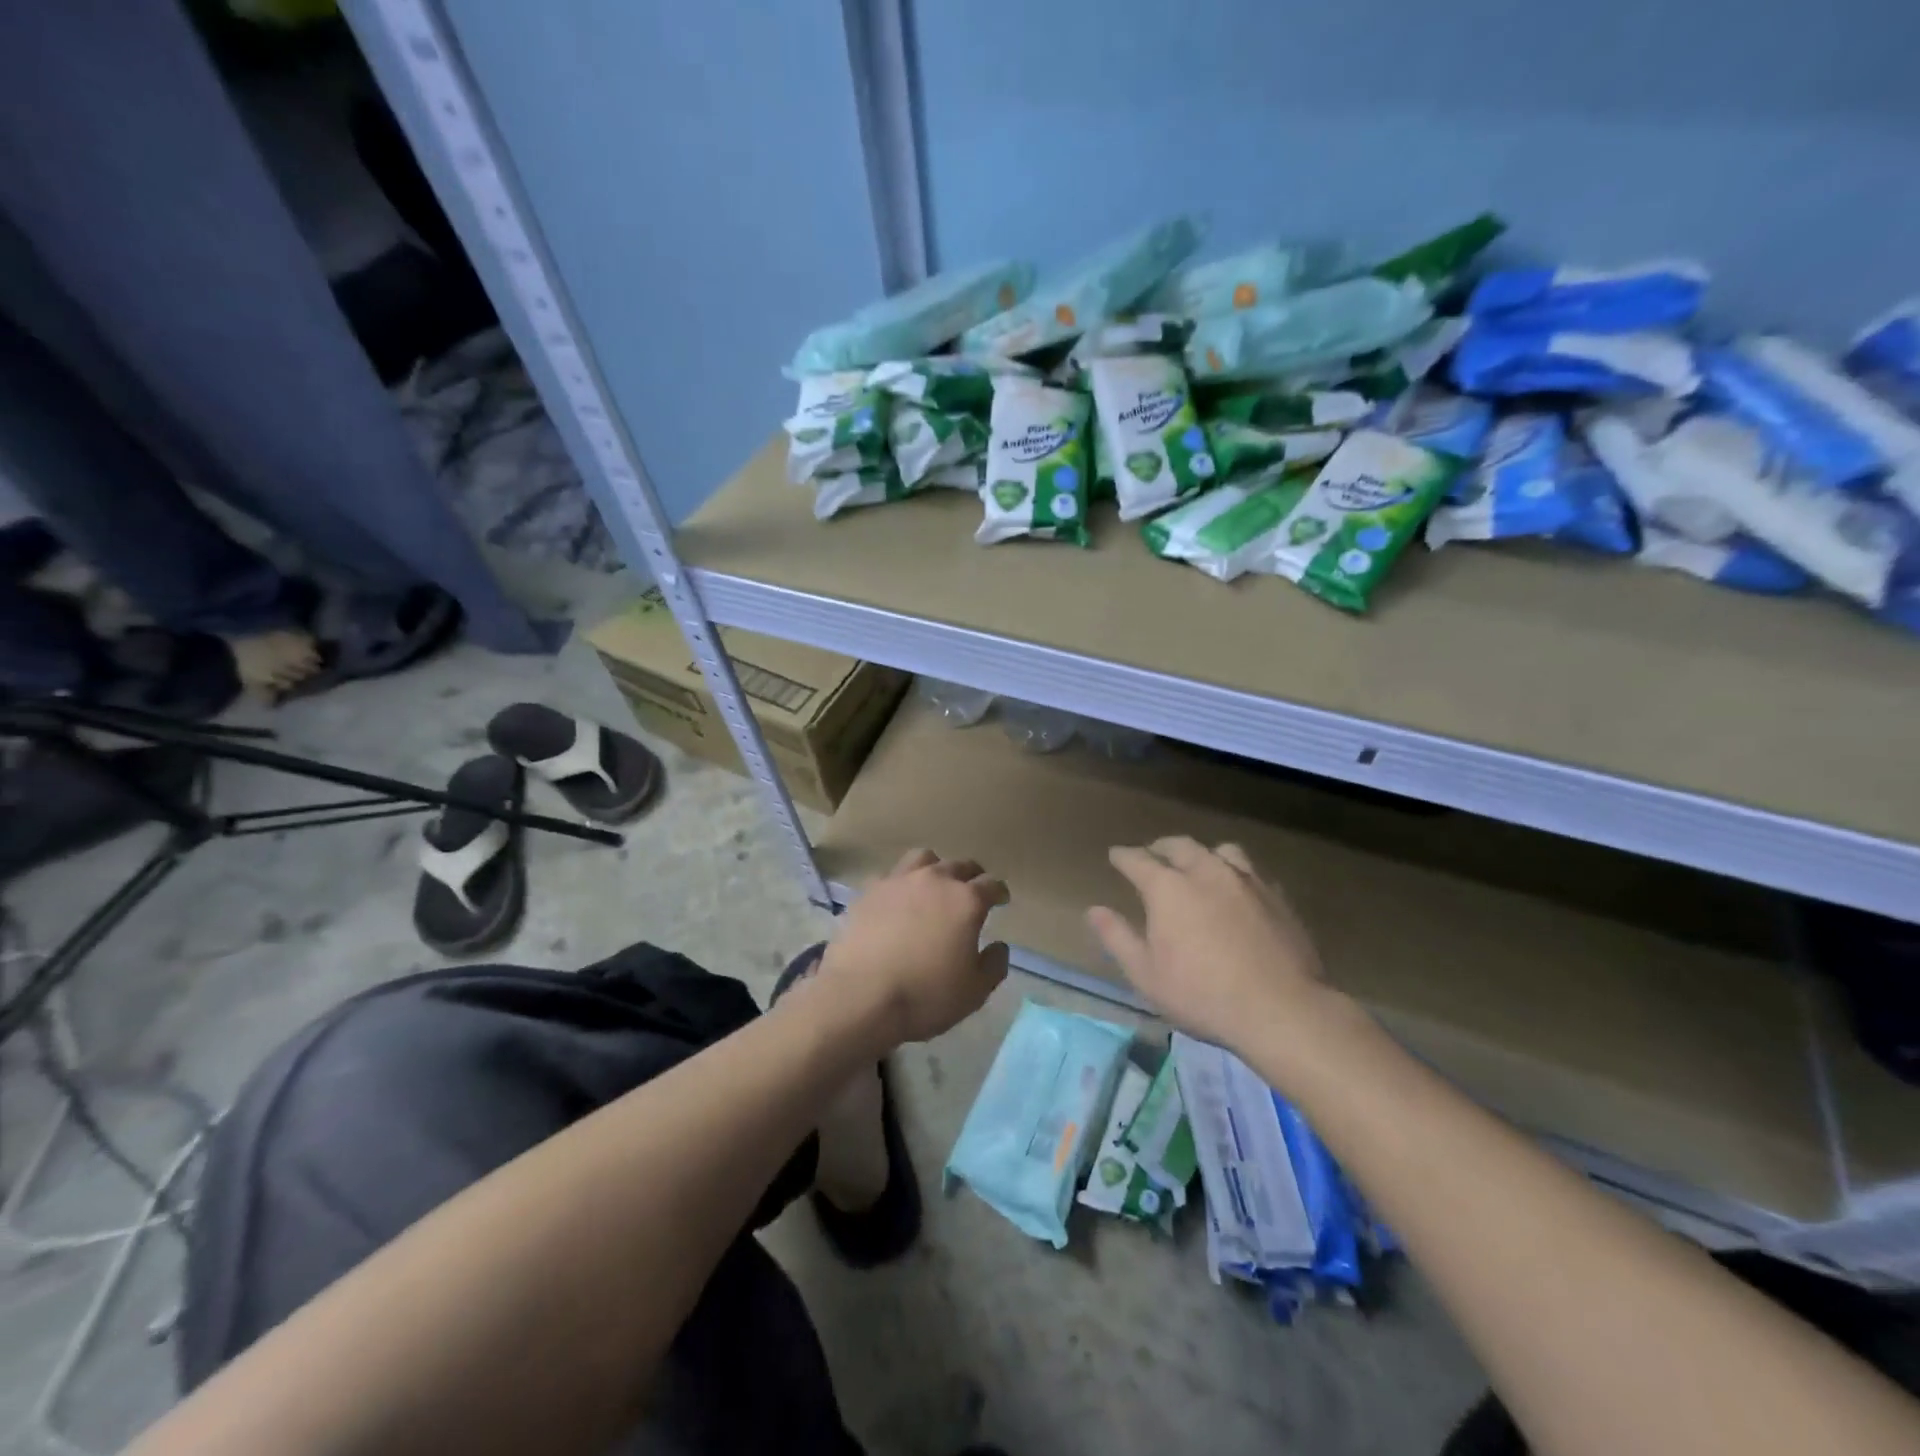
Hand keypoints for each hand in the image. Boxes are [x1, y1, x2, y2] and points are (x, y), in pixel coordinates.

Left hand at [819, 849, 1009, 1046]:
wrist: (860, 996)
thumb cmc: (926, 995)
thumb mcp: (974, 991)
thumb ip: (994, 964)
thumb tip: (998, 946)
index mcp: (966, 901)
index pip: (992, 885)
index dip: (999, 892)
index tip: (1001, 900)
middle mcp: (935, 880)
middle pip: (960, 865)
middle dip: (971, 876)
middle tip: (972, 890)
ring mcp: (898, 881)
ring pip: (924, 859)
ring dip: (935, 868)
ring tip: (934, 885)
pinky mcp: (869, 891)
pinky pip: (891, 876)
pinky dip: (901, 885)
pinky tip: (898, 901)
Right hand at [1086, 837, 1330, 1054]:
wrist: (1281, 1008)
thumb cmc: (1202, 994)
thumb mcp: (1146, 974)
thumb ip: (1118, 937)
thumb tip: (1094, 910)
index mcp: (1168, 887)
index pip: (1138, 860)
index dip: (1123, 856)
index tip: (1115, 855)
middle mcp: (1206, 872)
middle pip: (1180, 846)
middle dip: (1161, 847)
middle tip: (1153, 854)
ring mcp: (1246, 881)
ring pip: (1220, 851)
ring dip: (1202, 854)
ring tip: (1198, 865)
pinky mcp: (1277, 897)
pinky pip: (1251, 872)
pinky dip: (1235, 874)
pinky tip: (1237, 891)